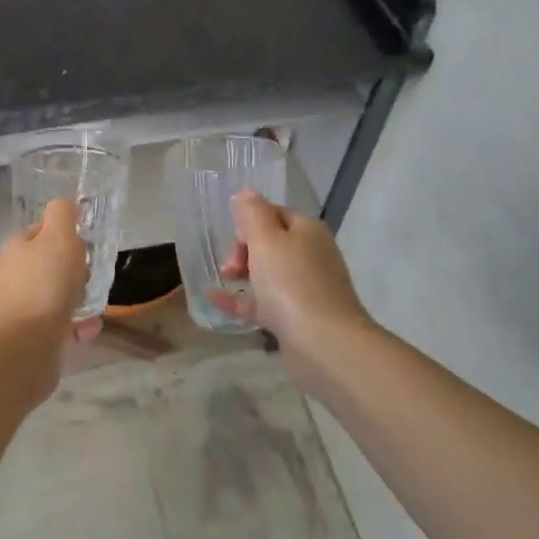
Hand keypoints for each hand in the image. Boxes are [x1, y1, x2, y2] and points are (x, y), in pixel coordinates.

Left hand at [0, 197, 102, 342]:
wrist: (25, 347)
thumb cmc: (45, 285)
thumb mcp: (58, 237)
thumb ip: (63, 214)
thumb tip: (67, 206)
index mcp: (16, 248)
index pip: (42, 231)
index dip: (65, 235)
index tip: (84, 246)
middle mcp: (14, 275)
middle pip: (52, 264)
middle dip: (76, 271)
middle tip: (90, 277)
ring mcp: (20, 306)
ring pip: (58, 295)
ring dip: (80, 299)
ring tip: (94, 307)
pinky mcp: (30, 334)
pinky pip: (59, 323)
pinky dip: (76, 325)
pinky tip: (86, 330)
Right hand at [213, 192, 372, 356]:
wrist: (324, 344)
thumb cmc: (291, 283)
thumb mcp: (266, 239)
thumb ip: (252, 213)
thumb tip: (245, 194)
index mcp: (308, 231)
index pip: (274, 213)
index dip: (249, 222)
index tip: (233, 238)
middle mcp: (311, 255)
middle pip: (270, 242)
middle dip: (243, 249)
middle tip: (230, 266)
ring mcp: (306, 288)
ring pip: (268, 272)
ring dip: (242, 272)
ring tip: (223, 280)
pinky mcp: (297, 317)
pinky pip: (264, 302)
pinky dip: (240, 299)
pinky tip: (215, 299)